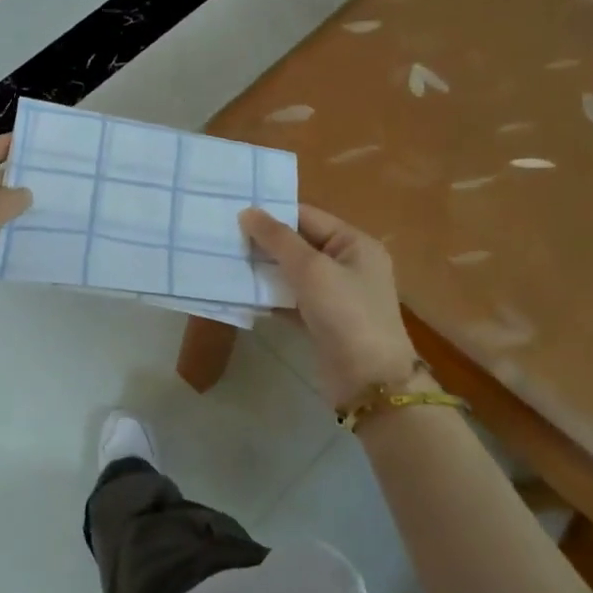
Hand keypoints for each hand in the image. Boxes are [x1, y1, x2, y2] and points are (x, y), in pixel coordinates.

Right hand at [239, 204, 418, 408]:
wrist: (369, 381)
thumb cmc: (346, 314)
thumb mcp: (311, 270)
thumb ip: (278, 239)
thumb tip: (247, 211)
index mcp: (354, 244)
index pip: (307, 217)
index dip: (273, 214)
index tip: (233, 213)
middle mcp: (347, 264)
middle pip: (299, 244)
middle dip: (264, 243)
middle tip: (223, 238)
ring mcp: (335, 294)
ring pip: (292, 273)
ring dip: (263, 269)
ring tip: (226, 262)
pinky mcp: (321, 320)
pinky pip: (291, 299)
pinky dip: (269, 296)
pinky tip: (241, 294)